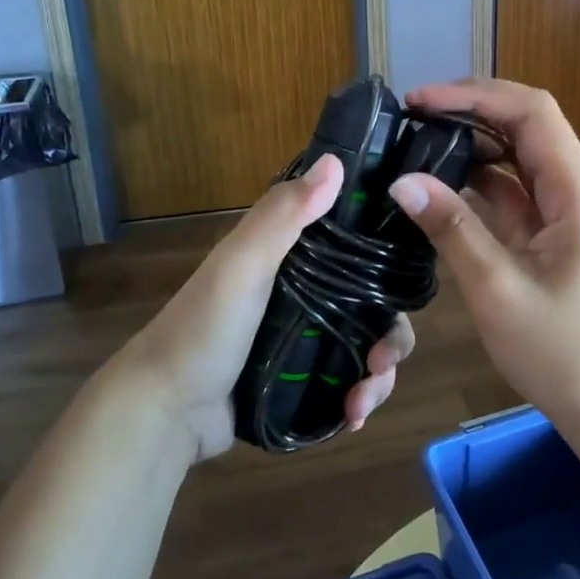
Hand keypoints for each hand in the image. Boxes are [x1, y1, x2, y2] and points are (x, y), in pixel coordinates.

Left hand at [116, 153, 414, 460]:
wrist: (165, 411)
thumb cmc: (203, 327)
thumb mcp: (241, 264)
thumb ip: (283, 215)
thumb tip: (335, 161)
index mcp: (297, 256)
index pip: (360, 243)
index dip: (392, 255)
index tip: (414, 277)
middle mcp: (310, 292)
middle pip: (375, 304)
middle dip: (392, 333)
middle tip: (385, 360)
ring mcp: (309, 339)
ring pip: (369, 345)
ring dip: (380, 373)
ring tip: (365, 399)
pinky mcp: (306, 380)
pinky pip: (350, 381)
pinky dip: (361, 397)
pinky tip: (355, 416)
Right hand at [386, 78, 579, 431]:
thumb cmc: (561, 352)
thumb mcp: (497, 289)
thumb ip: (452, 229)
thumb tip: (401, 180)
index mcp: (575, 191)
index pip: (532, 113)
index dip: (477, 95)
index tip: (422, 101)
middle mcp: (572, 190)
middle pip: (525, 126)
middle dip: (470, 111)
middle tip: (411, 117)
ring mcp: (560, 213)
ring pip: (515, 157)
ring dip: (470, 145)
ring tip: (416, 143)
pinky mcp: (546, 236)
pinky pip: (510, 192)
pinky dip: (475, 181)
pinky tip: (438, 185)